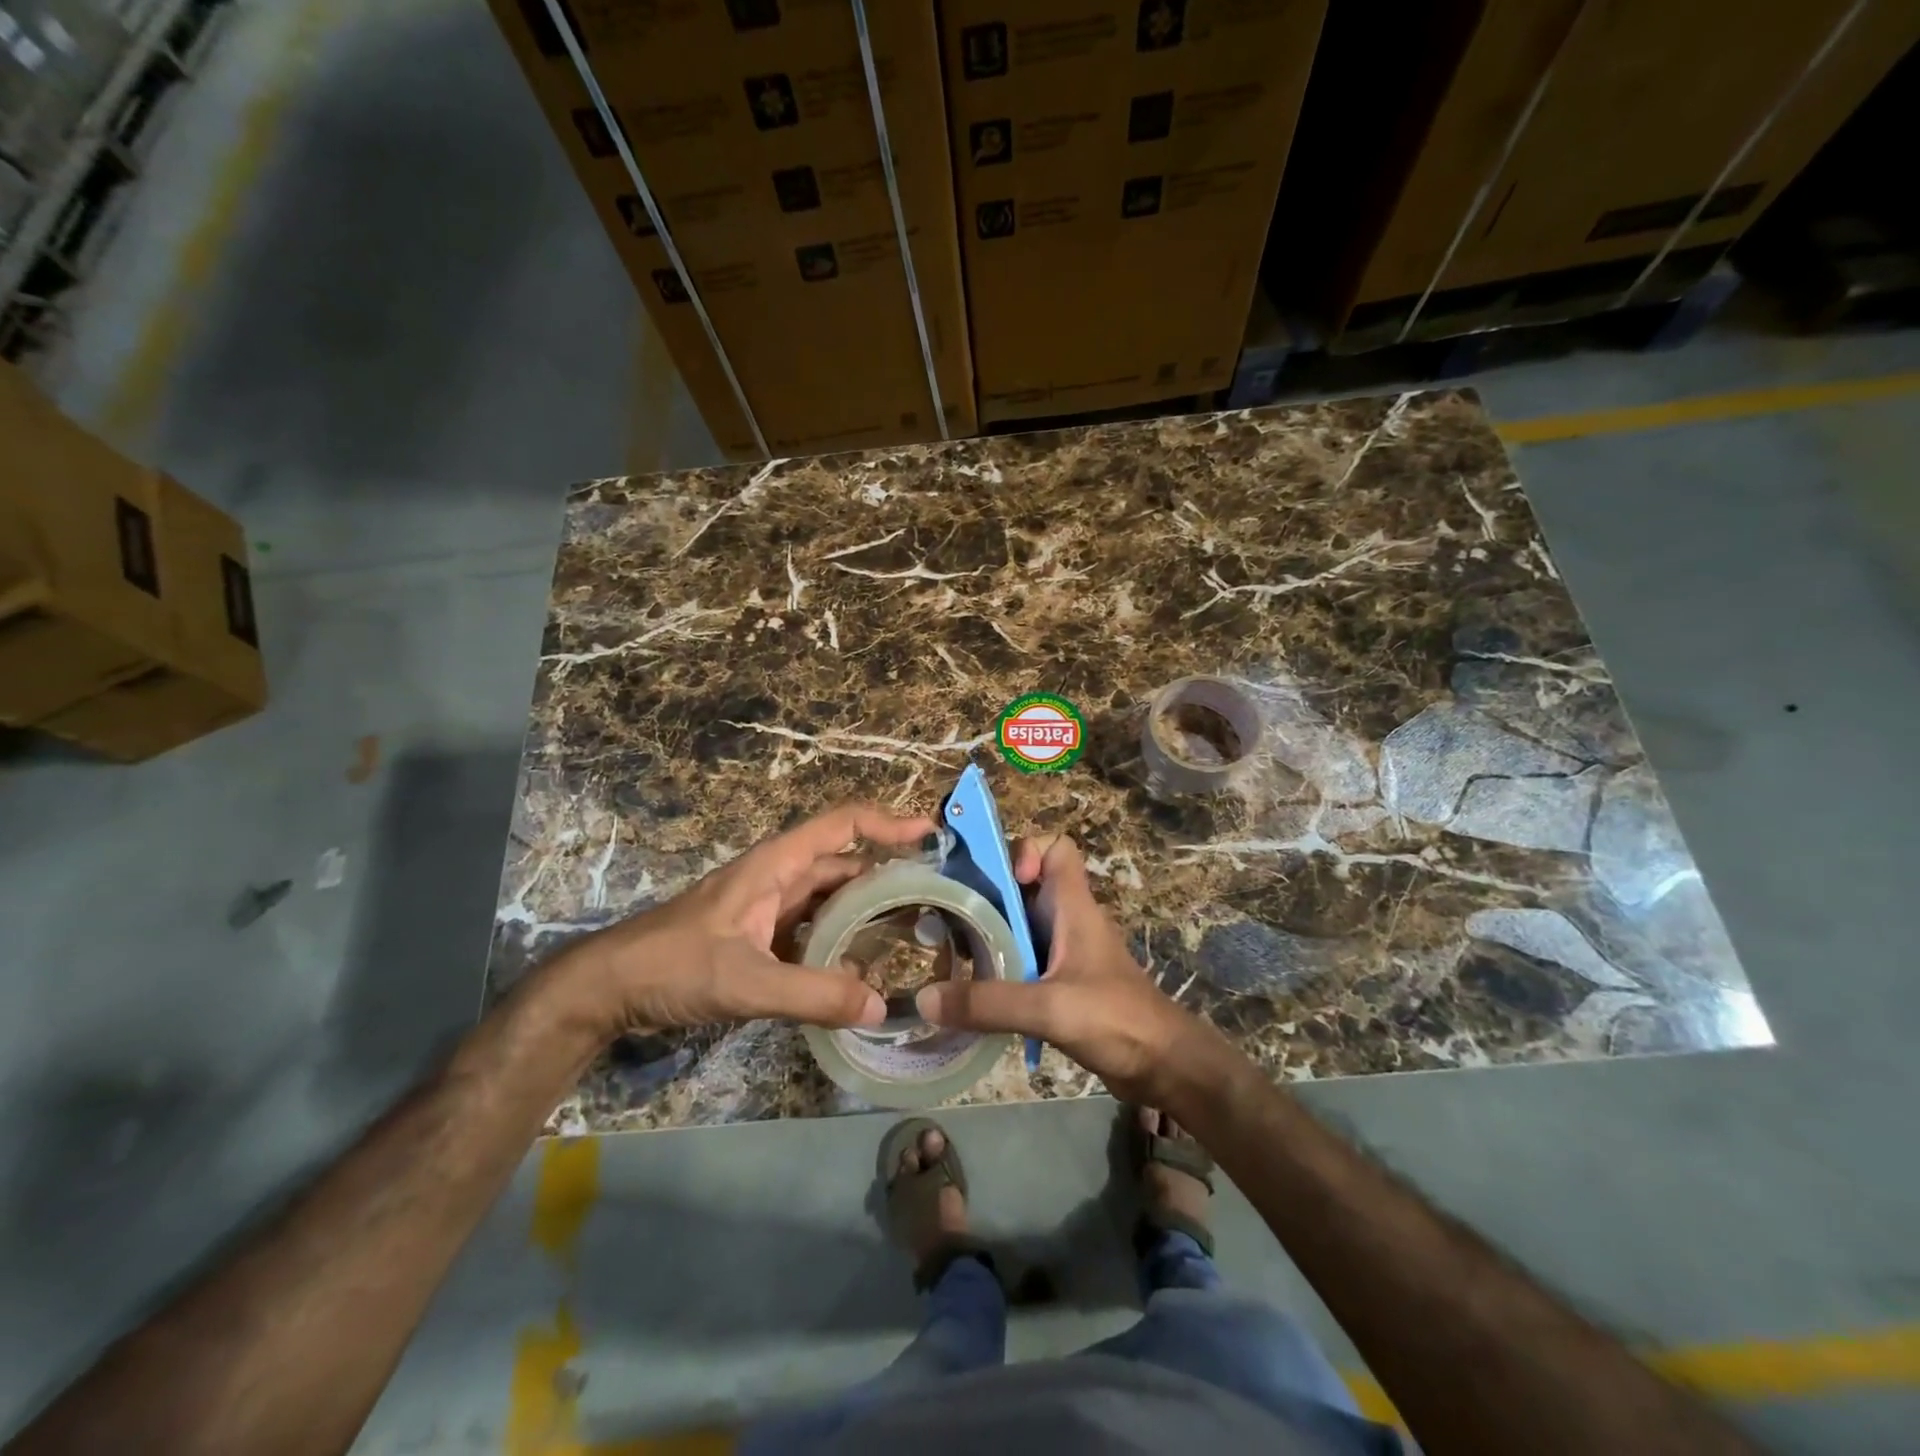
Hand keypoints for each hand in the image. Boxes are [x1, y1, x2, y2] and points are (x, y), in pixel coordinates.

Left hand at [546, 804, 934, 1039]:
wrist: (607, 988)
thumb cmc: (672, 965)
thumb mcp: (745, 981)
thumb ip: (813, 995)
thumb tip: (881, 1006)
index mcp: (776, 864)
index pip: (843, 825)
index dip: (888, 823)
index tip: (932, 834)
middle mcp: (778, 877)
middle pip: (844, 863)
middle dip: (889, 874)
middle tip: (936, 898)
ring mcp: (768, 906)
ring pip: (830, 897)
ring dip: (867, 909)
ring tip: (912, 930)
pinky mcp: (760, 935)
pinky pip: (813, 928)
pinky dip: (840, 939)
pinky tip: (861, 966)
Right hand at [915, 834, 1212, 1102]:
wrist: (1162, 1067)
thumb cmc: (1116, 1019)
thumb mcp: (1050, 1007)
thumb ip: (990, 1003)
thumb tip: (924, 998)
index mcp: (1073, 906)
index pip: (1055, 848)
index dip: (1025, 851)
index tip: (998, 882)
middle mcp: (1066, 920)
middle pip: (1023, 885)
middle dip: (986, 893)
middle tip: (945, 913)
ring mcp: (1063, 952)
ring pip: (1018, 924)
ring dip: (986, 933)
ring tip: (945, 953)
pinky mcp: (1059, 983)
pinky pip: (1020, 960)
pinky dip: (995, 967)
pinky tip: (969, 992)